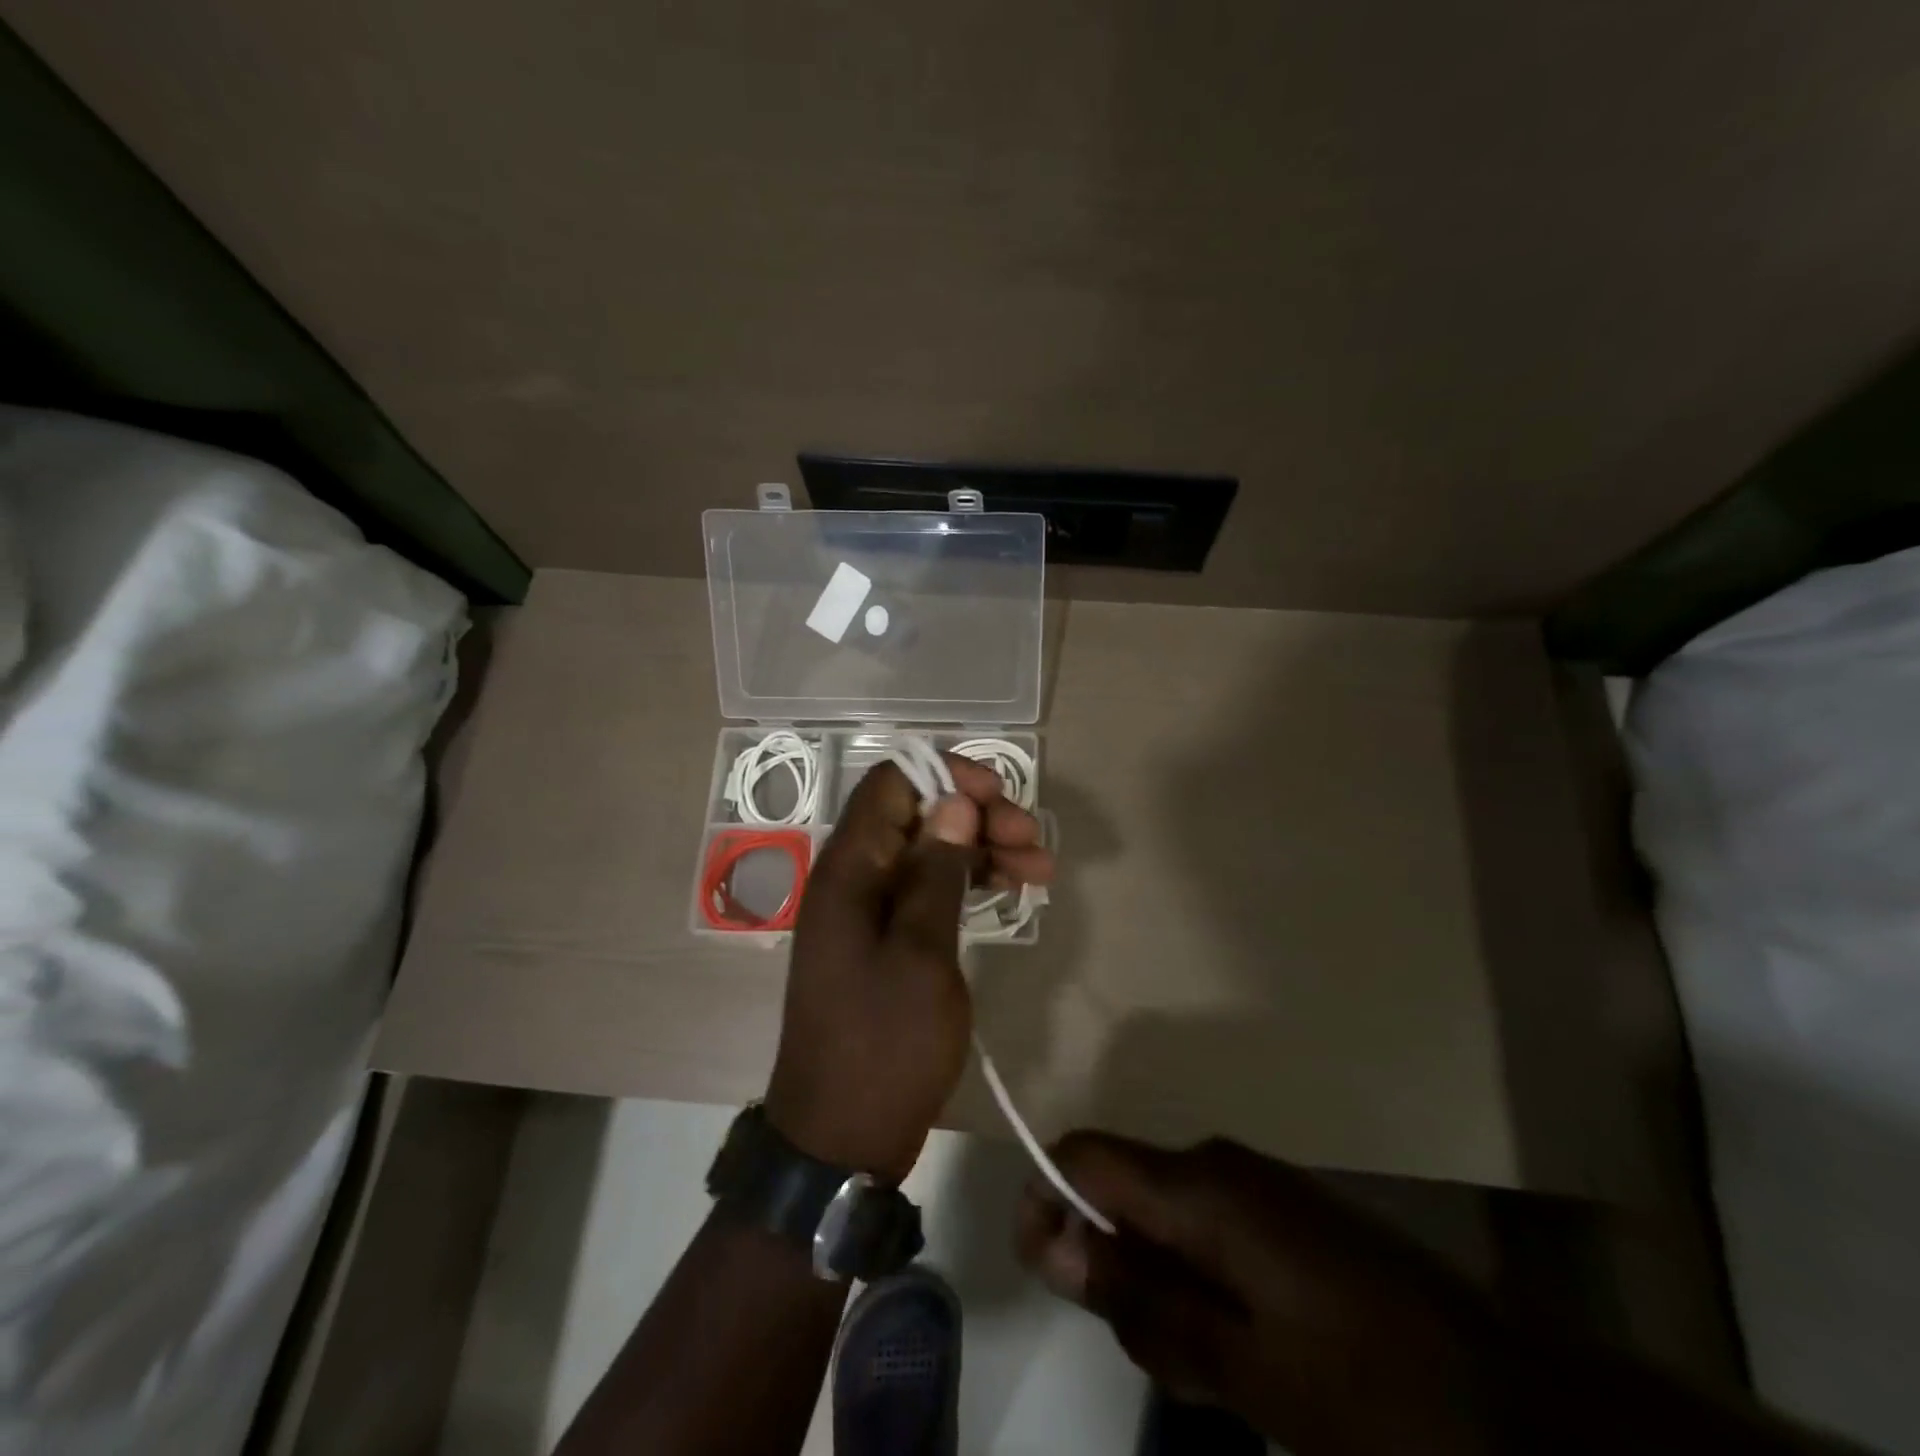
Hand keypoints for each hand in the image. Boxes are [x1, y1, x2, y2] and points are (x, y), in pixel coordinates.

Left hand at [764, 755, 1052, 1182]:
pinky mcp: (886, 940)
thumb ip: (936, 872)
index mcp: (848, 869)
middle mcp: (853, 877)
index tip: (1000, 796)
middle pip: (917, 814)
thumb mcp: (921, 954)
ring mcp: (869, 910)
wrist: (842, 1138)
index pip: (891, 784)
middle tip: (1032, 838)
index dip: (947, 776)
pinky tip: (1013, 890)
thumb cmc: (885, 1044)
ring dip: (982, 849)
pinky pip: (928, 889)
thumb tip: (954, 802)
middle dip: (976, 815)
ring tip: (1041, 867)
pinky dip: (968, 883)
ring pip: (929, 851)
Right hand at [1015, 1133, 1500, 1455]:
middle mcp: (1220, 1162)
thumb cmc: (1366, 1388)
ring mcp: (1258, 1181)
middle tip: (1140, 1345)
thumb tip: (1053, 1242)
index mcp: (1201, 1186)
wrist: (1516, 1401)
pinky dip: (1194, 1274)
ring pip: (1165, 1209)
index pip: (1084, 1156)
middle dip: (1106, 1255)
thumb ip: (1141, 1299)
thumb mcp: (1241, 1367)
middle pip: (1123, 1185)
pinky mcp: (1286, 1208)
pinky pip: (1207, 1222)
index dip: (1045, 1199)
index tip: (1040, 1267)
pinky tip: (1235, 1344)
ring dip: (1154, 1274)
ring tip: (1199, 1363)